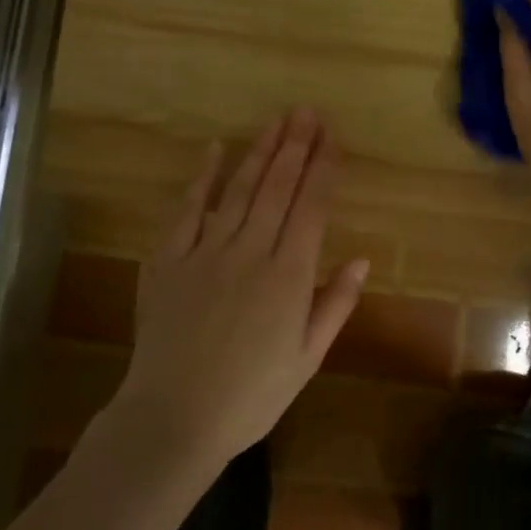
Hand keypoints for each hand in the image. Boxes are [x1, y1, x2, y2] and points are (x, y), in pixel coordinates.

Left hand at [117, 108, 368, 466]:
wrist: (174, 418)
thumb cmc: (251, 396)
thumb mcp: (307, 359)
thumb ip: (335, 305)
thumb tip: (360, 259)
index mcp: (289, 276)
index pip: (312, 207)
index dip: (324, 168)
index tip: (333, 137)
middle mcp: (251, 252)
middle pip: (278, 187)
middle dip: (296, 146)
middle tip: (308, 112)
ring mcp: (207, 251)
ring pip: (240, 189)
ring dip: (260, 151)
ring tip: (277, 120)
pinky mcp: (170, 259)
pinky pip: (188, 209)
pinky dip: (203, 176)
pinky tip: (215, 148)